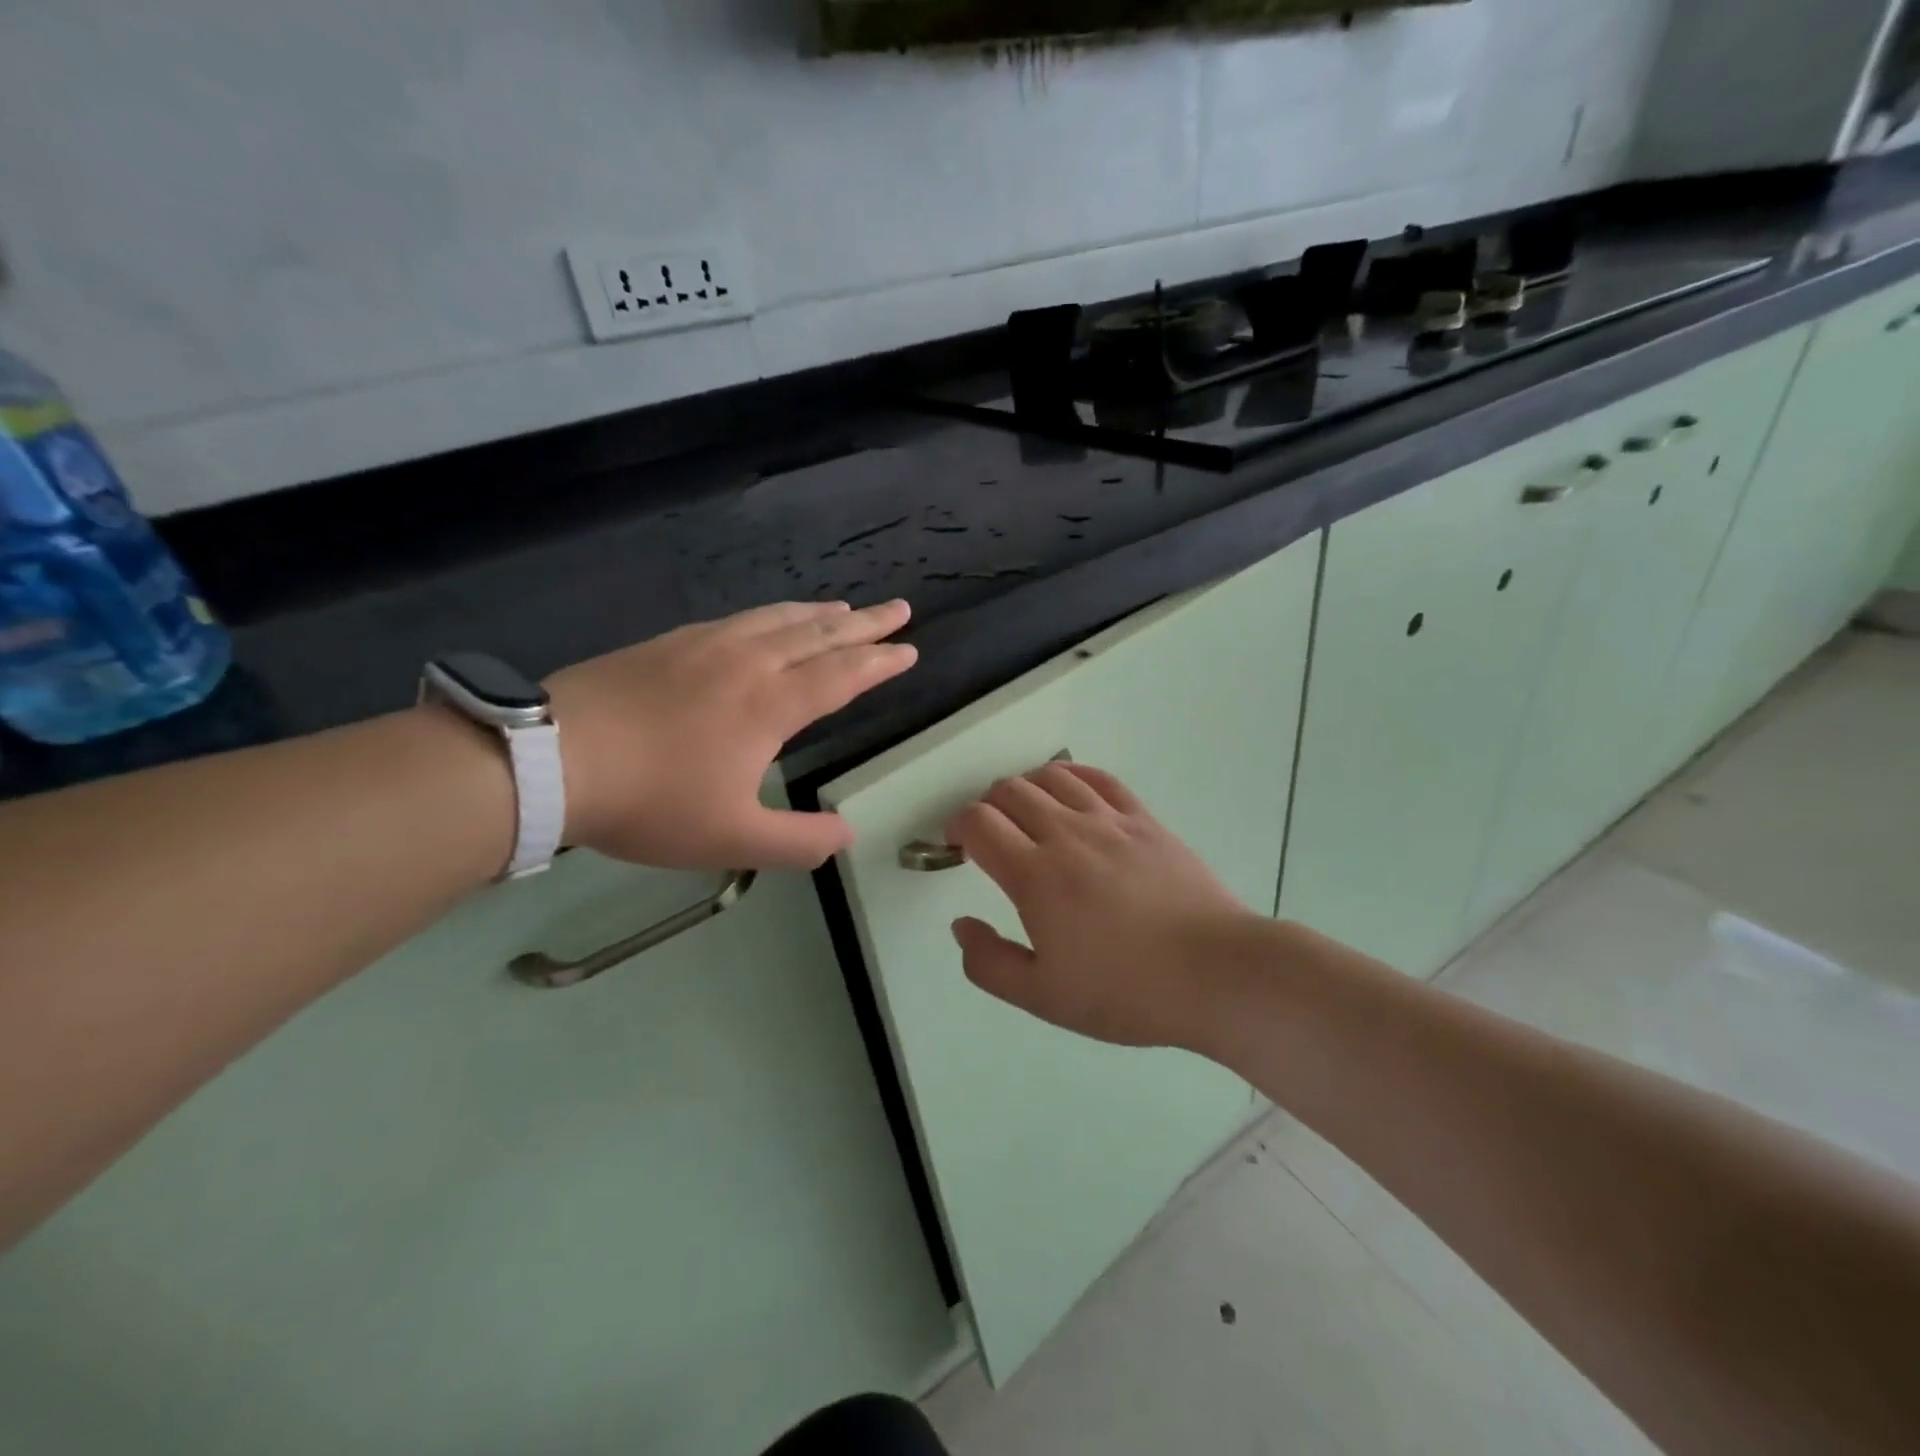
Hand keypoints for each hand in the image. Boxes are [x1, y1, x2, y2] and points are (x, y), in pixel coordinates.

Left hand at [544, 600, 915, 869]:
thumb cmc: (652, 801)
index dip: (879, 663)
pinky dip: (772, 614)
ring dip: (819, 614)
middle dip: (865, 624)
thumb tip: (847, 835)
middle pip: (819, 635)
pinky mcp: (671, 642)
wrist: (553, 758)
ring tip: (844, 609)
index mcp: (771, 704)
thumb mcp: (732, 838)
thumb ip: (799, 842)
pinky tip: (768, 620)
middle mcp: (749, 662)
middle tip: (898, 609)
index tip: (908, 649)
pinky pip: (739, 618)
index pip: (842, 676)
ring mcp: (707, 645)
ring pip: (779, 619)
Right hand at [944, 761, 1263, 1049]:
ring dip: (1024, 787)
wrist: (1215, 973)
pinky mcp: (1144, 819)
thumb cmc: (1125, 991)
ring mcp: (1109, 821)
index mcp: (1035, 876)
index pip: (979, 823)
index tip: (957, 844)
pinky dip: (1071, 774)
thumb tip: (961, 925)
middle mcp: (1066, 835)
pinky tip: (1067, 787)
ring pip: (1051, 777)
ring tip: (1024, 812)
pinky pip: (1099, 778)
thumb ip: (989, 963)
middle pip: (1010, 791)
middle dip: (986, 806)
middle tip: (989, 836)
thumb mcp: (1044, 997)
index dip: (957, 826)